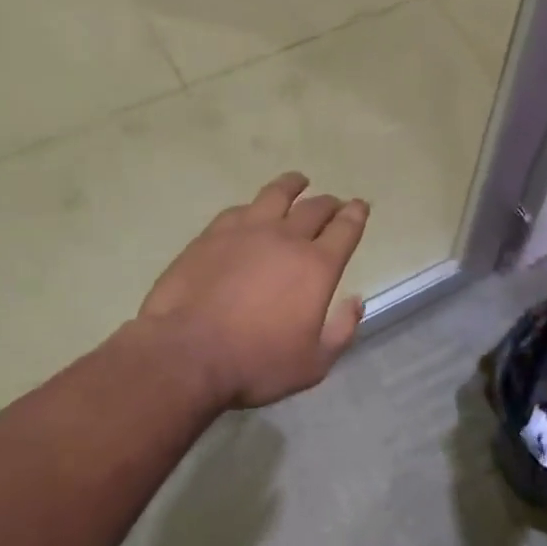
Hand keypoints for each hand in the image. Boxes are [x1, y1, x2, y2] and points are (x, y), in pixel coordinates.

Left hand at [139, 172, 367, 407]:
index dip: (356, 215)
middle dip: (329, 204)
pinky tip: (251, 210)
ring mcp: (245, 231)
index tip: (360, 206)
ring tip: (298, 182)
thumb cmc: (255, 364)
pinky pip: (239, 210)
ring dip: (292, 186)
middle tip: (333, 204)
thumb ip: (341, 331)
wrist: (186, 354)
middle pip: (314, 208)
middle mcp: (285, 238)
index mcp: (317, 267)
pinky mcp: (211, 235)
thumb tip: (355, 301)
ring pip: (276, 195)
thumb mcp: (313, 364)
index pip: (345, 229)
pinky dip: (254, 206)